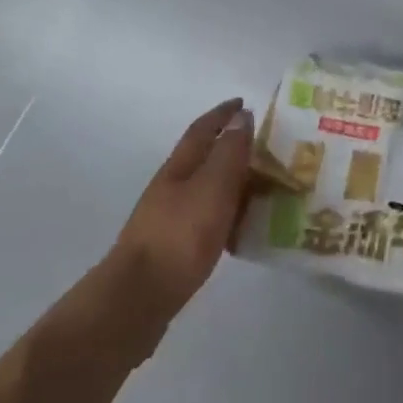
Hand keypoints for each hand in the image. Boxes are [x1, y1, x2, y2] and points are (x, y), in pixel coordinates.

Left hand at [109, 99, 254, 326]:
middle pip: (203, 158)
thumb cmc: (180, 235)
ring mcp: (169, 219)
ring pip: (206, 189)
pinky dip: (226, 213)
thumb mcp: (213, 186)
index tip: (243, 103)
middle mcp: (171, 187)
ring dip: (230, 182)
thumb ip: (229, 152)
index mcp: (180, 167)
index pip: (203, 129)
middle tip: (264, 147)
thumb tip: (241, 116)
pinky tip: (240, 227)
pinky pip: (206, 218)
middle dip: (230, 147)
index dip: (223, 114)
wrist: (138, 299)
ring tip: (261, 186)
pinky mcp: (173, 249)